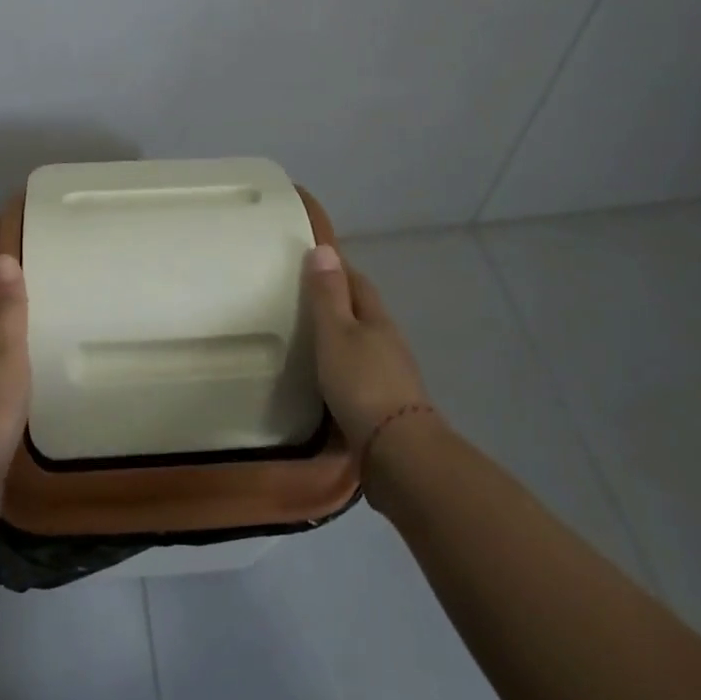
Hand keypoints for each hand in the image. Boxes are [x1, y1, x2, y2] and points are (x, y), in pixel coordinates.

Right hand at [303, 245, 430, 451]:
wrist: (397, 451)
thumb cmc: (361, 382)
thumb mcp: (336, 333)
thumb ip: (327, 295)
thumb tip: (324, 248)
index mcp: (377, 319)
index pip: (358, 283)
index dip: (338, 269)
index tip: (313, 261)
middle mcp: (388, 342)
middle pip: (363, 312)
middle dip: (339, 302)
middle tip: (304, 298)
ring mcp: (391, 375)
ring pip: (363, 344)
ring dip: (342, 337)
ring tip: (310, 337)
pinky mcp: (385, 405)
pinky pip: (360, 373)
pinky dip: (343, 366)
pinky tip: (327, 377)